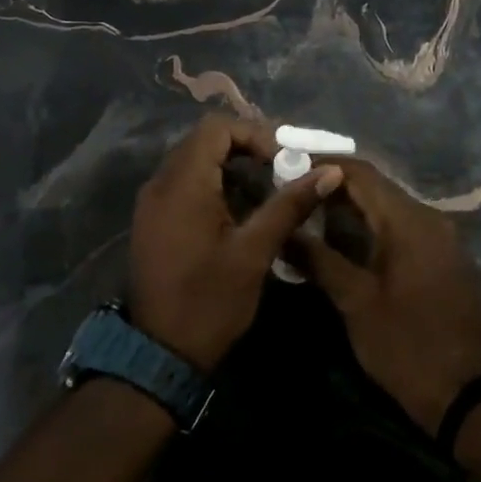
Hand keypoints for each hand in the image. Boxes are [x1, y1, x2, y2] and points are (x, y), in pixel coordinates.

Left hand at [129, 116, 343, 372]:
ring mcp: (151, 202)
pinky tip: (238, 214)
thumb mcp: (255, 252)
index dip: (254, 134)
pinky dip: (212, 187)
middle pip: (203, 141)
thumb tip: (329, 171)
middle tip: (280, 174)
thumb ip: (289, 205)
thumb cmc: (210, 301)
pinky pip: (183, 184)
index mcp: (182, 184)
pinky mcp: (152, 220)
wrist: (160, 353)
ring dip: (230, 169)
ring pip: (193, 163)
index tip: (282, 161)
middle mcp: (160, 183)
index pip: (216, 128)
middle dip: (245, 150)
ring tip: (265, 195)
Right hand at [298, 160, 480, 434]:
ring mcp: (444, 237)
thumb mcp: (355, 302)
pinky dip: (374, 224)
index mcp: (409, 221)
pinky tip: (347, 237)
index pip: (361, 173)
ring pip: (390, 206)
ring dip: (353, 205)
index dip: (323, 165)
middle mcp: (431, 218)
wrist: (467, 395)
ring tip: (311, 210)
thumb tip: (283, 230)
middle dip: (334, 185)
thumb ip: (318, 258)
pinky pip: (405, 226)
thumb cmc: (406, 345)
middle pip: (377, 187)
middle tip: (294, 189)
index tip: (287, 167)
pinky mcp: (446, 257)